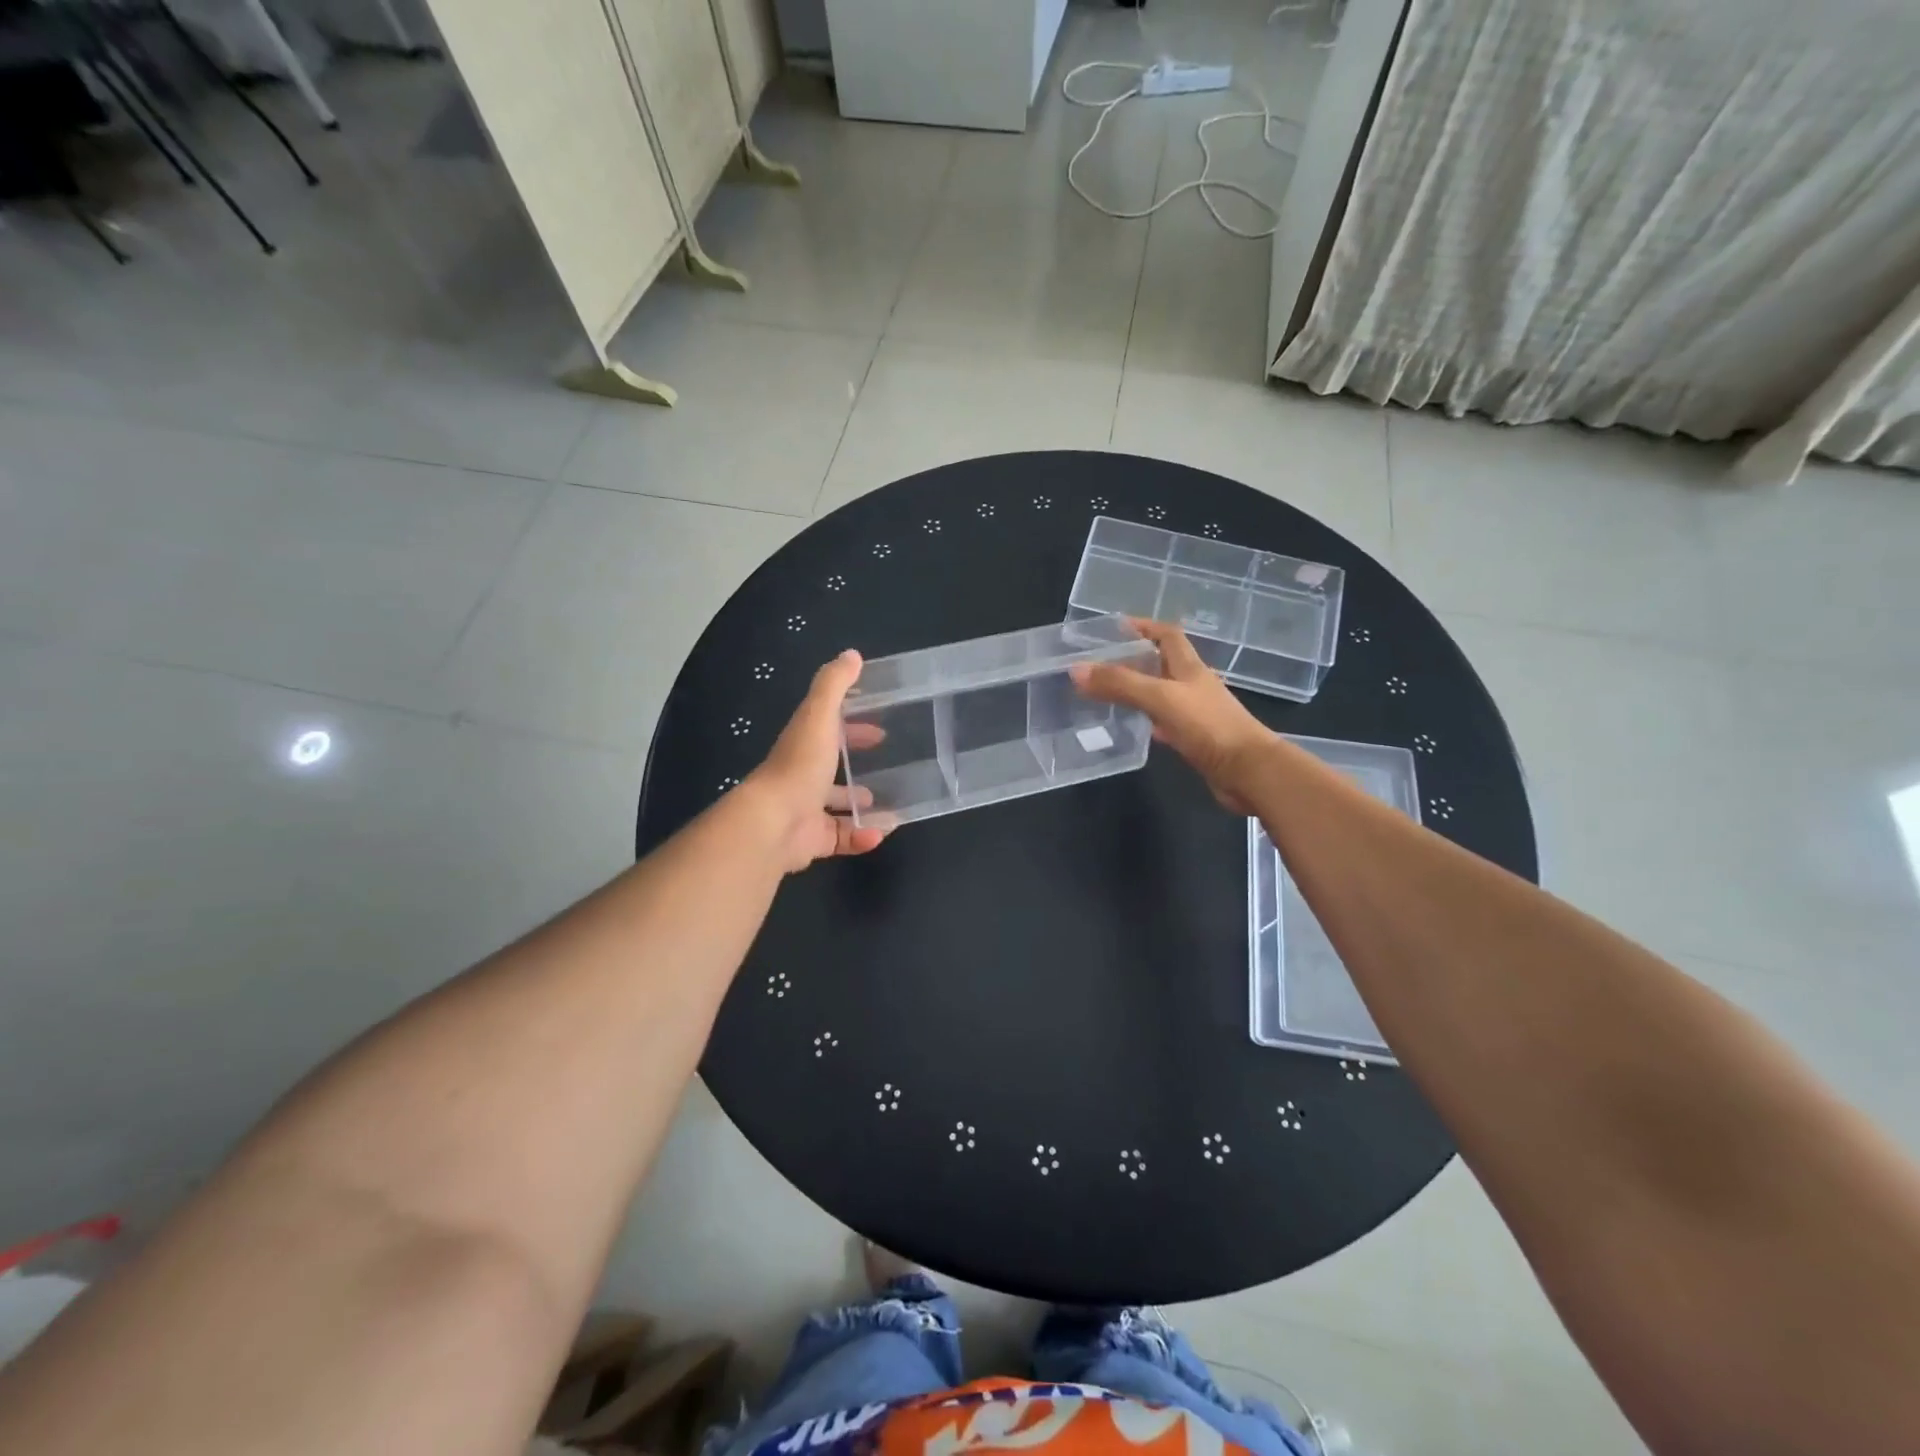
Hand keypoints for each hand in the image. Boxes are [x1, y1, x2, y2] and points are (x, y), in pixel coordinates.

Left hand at [741, 649, 890, 872]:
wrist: (774, 823)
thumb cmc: (800, 765)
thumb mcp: (819, 715)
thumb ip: (834, 685)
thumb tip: (852, 655)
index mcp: (804, 745)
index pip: (829, 730)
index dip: (853, 727)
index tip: (880, 730)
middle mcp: (802, 776)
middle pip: (832, 769)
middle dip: (858, 768)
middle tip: (892, 768)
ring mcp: (805, 810)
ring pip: (837, 808)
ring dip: (862, 807)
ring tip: (891, 809)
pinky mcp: (811, 841)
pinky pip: (841, 839)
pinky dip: (861, 837)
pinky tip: (880, 834)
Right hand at [1069, 620, 1275, 813]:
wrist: (1249, 772)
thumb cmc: (1209, 727)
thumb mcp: (1161, 698)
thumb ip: (1120, 683)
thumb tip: (1076, 669)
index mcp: (1189, 667)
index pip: (1167, 635)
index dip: (1143, 626)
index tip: (1113, 628)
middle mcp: (1192, 686)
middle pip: (1161, 663)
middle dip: (1132, 658)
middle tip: (1098, 663)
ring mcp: (1194, 713)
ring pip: (1160, 694)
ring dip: (1136, 690)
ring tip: (1103, 691)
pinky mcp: (1193, 740)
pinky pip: (1163, 723)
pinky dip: (1145, 720)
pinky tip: (1128, 726)